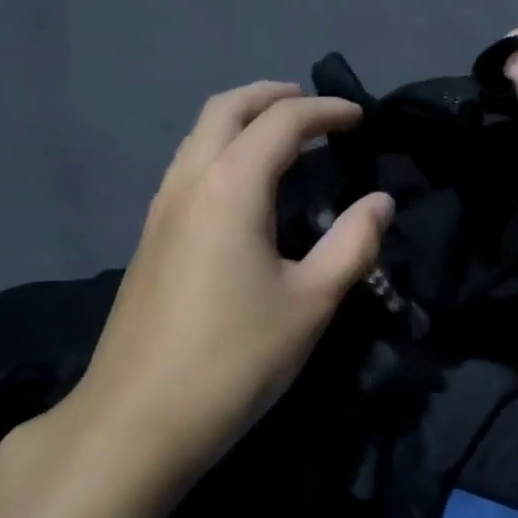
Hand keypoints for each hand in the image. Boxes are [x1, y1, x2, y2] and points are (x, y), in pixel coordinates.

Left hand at [54, 82, 392, 488]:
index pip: (282, 122)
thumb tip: (380, 203)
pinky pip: (188, 167)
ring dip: (242, 121)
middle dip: (272, 97)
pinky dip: (222, 150)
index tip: (360, 119)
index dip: (326, 112)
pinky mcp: (150, 238)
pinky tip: (245, 187)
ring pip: (199, 136)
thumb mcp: (311, 302)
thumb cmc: (235, 358)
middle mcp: (189, 182)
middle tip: (314, 108)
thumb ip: (353, 243)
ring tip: (283, 138)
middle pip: (226, 109)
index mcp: (231, 187)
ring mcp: (161, 209)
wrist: (137, 420)